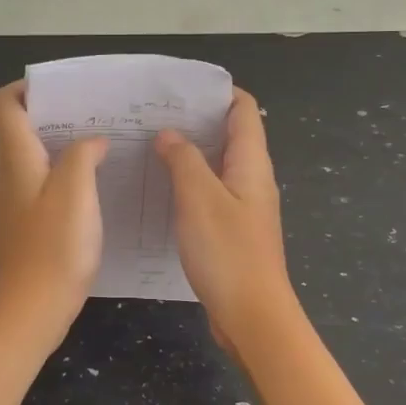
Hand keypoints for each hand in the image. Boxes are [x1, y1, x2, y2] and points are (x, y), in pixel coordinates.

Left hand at [0, 80, 108, 351]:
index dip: (27, 88)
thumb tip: (92, 141)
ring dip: (59, 142)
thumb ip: (83, 155)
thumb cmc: (54, 248)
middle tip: (92, 112)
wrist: (31, 310)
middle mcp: (6, 173)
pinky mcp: (23, 220)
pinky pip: (38, 180)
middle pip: (17, 126)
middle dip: (51, 112)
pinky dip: (60, 170)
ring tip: (98, 142)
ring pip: (30, 154)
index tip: (65, 90)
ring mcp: (12, 199)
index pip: (4, 104)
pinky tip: (91, 182)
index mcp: (15, 158)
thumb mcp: (76, 192)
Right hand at [155, 89, 301, 353]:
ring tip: (152, 145)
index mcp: (251, 163)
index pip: (243, 110)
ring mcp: (245, 207)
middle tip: (154, 115)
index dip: (217, 92)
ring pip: (218, 166)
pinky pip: (212, 193)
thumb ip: (184, 160)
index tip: (180, 88)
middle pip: (230, 135)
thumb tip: (170, 134)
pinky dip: (190, 183)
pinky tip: (162, 189)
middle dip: (196, 120)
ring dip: (190, 152)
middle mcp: (253, 179)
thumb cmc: (228, 253)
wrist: (253, 316)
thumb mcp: (199, 199)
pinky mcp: (234, 231)